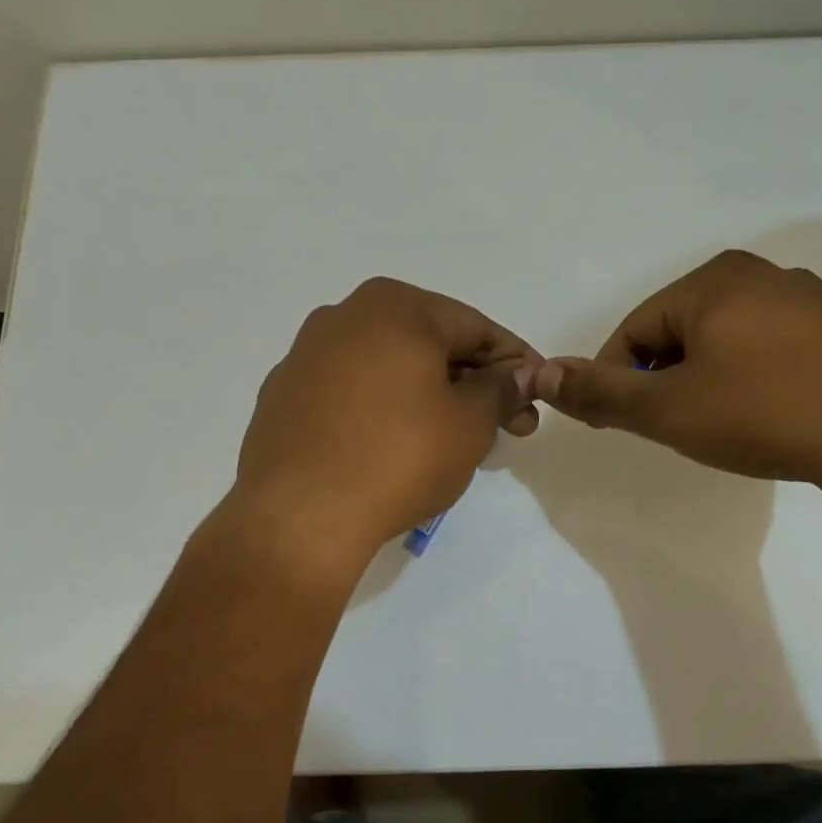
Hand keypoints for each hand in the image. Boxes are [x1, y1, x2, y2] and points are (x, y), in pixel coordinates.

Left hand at [230, 278, 541, 572]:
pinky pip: (351, 393)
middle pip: (430, 345)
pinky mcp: (283, 396)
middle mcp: (344, 316)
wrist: (301, 515)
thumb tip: (522, 373)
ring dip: (430, 396)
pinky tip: (396, 447)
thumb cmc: (399, 457)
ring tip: (456, 441)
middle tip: (508, 427)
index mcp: (394, 307)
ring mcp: (306, 355)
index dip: (515, 363)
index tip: (538, 394)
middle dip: (473, 384)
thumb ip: (502, 389)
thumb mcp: (470, 423)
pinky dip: (383, 409)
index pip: (475, 328)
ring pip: (389, 368)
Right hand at [532, 250, 821, 486]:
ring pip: (725, 341)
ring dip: (705, 380)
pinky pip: (770, 349)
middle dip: (663, 379)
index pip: (634, 329)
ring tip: (719, 426)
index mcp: (712, 281)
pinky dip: (750, 380)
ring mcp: (808, 300)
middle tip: (671, 427)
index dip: (615, 378)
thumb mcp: (668, 410)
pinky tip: (765, 416)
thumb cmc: (762, 412)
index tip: (616, 422)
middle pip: (679, 331)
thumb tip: (542, 373)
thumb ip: (601, 392)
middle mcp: (760, 275)